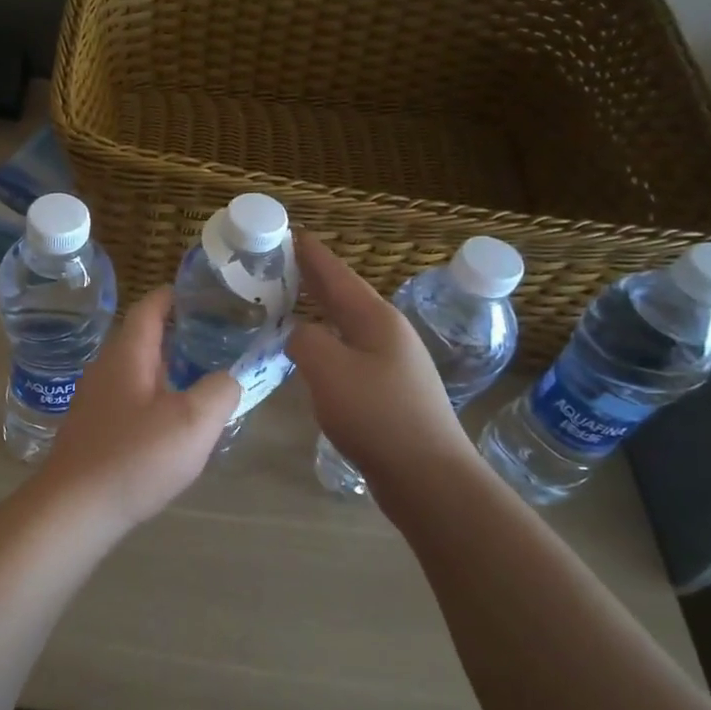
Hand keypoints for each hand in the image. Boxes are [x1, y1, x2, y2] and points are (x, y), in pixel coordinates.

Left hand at [35, 288, 239, 529]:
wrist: (75, 508)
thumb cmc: (135, 457)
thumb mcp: (194, 422)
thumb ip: (220, 391)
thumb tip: (226, 379)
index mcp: (128, 354)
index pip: (150, 307)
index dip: (175, 295)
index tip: (203, 293)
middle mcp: (106, 367)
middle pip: (143, 337)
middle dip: (177, 333)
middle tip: (216, 337)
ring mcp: (94, 399)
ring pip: (136, 370)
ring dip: (166, 368)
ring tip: (201, 377)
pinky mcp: (92, 428)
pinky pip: (128, 398)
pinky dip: (153, 396)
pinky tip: (172, 421)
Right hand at [288, 233, 470, 490]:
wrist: (428, 476)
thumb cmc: (377, 415)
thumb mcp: (328, 368)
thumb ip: (305, 340)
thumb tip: (300, 334)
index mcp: (376, 319)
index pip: (336, 274)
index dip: (311, 254)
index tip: (290, 232)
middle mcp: (388, 334)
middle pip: (344, 296)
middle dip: (313, 279)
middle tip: (281, 263)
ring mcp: (393, 364)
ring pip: (346, 327)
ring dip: (319, 312)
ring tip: (290, 304)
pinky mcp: (389, 393)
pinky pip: (349, 355)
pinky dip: (326, 344)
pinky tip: (312, 355)